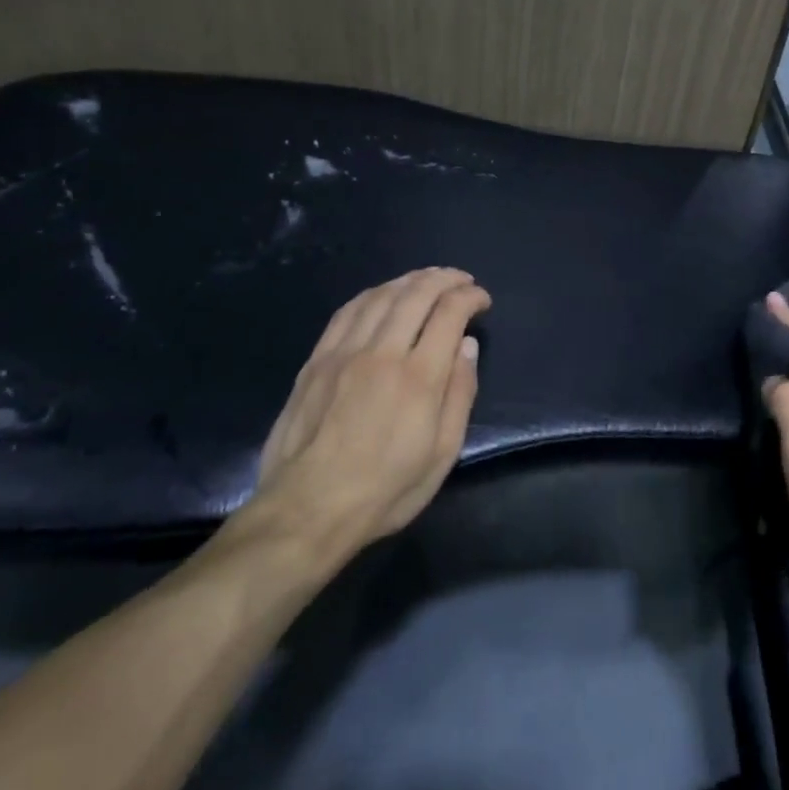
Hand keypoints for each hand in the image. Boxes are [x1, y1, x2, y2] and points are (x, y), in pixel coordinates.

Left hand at [233, 267, 490, 570]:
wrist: (306, 511)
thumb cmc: (384, 490)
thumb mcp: (442, 454)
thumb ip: (459, 394)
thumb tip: (467, 346)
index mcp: (418, 378)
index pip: (449, 313)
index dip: (470, 297)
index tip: (482, 300)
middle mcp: (382, 353)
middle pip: (417, 293)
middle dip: (445, 278)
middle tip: (461, 280)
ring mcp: (344, 353)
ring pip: (381, 295)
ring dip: (411, 279)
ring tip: (428, 279)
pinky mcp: (317, 361)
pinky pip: (347, 311)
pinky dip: (373, 294)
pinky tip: (383, 295)